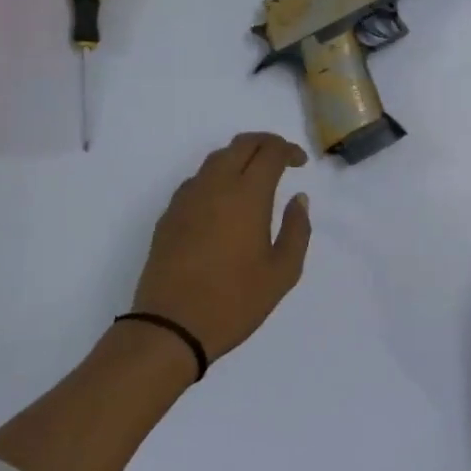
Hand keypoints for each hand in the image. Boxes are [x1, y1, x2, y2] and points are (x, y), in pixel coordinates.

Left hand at [131, 132, 312, 360]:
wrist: (171, 327)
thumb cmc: (235, 301)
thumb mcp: (283, 272)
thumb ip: (297, 230)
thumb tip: (298, 199)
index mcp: (247, 195)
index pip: (270, 152)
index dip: (288, 150)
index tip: (300, 164)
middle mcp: (215, 186)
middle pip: (241, 144)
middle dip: (265, 143)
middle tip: (281, 158)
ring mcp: (187, 199)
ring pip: (215, 159)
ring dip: (239, 157)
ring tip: (255, 177)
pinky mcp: (169, 215)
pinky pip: (197, 180)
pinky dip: (217, 177)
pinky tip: (224, 201)